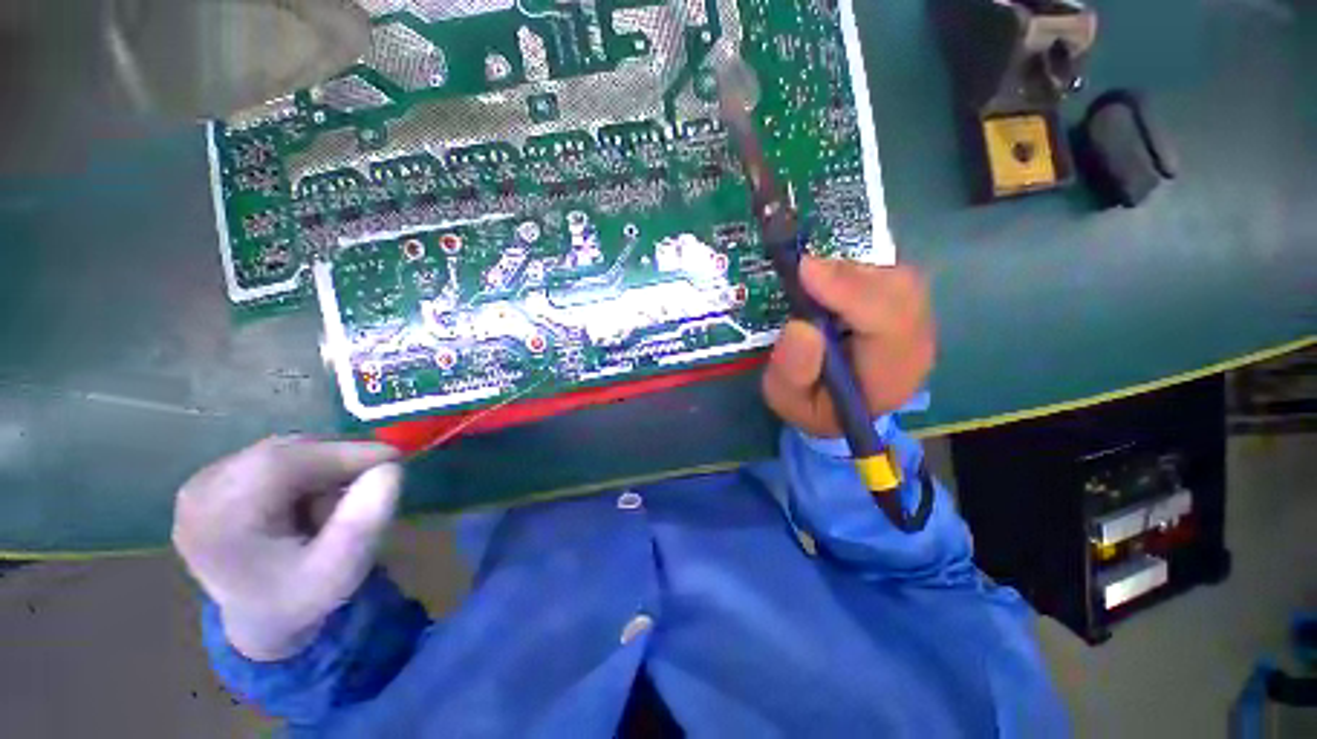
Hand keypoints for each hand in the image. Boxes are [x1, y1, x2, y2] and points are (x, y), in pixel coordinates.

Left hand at [173, 437, 401, 660]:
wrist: (260, 619)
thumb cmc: (300, 598)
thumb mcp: (339, 572)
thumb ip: (363, 523)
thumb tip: (390, 468)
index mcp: (218, 522)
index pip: (282, 464)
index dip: (343, 453)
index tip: (393, 458)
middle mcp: (200, 493)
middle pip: (282, 453)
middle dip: (336, 460)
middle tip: (375, 477)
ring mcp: (202, 484)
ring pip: (282, 451)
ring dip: (323, 466)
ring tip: (342, 495)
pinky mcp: (214, 480)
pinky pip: (274, 457)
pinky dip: (307, 468)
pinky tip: (315, 495)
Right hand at [763, 257, 935, 437]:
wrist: (835, 406)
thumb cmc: (810, 404)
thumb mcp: (786, 398)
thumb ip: (792, 371)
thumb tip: (801, 326)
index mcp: (890, 378)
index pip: (890, 325)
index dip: (851, 293)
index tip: (805, 272)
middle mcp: (915, 346)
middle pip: (902, 291)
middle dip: (849, 276)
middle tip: (802, 271)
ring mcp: (917, 323)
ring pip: (897, 276)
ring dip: (850, 272)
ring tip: (811, 281)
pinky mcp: (907, 307)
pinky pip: (891, 274)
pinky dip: (856, 271)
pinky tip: (829, 283)